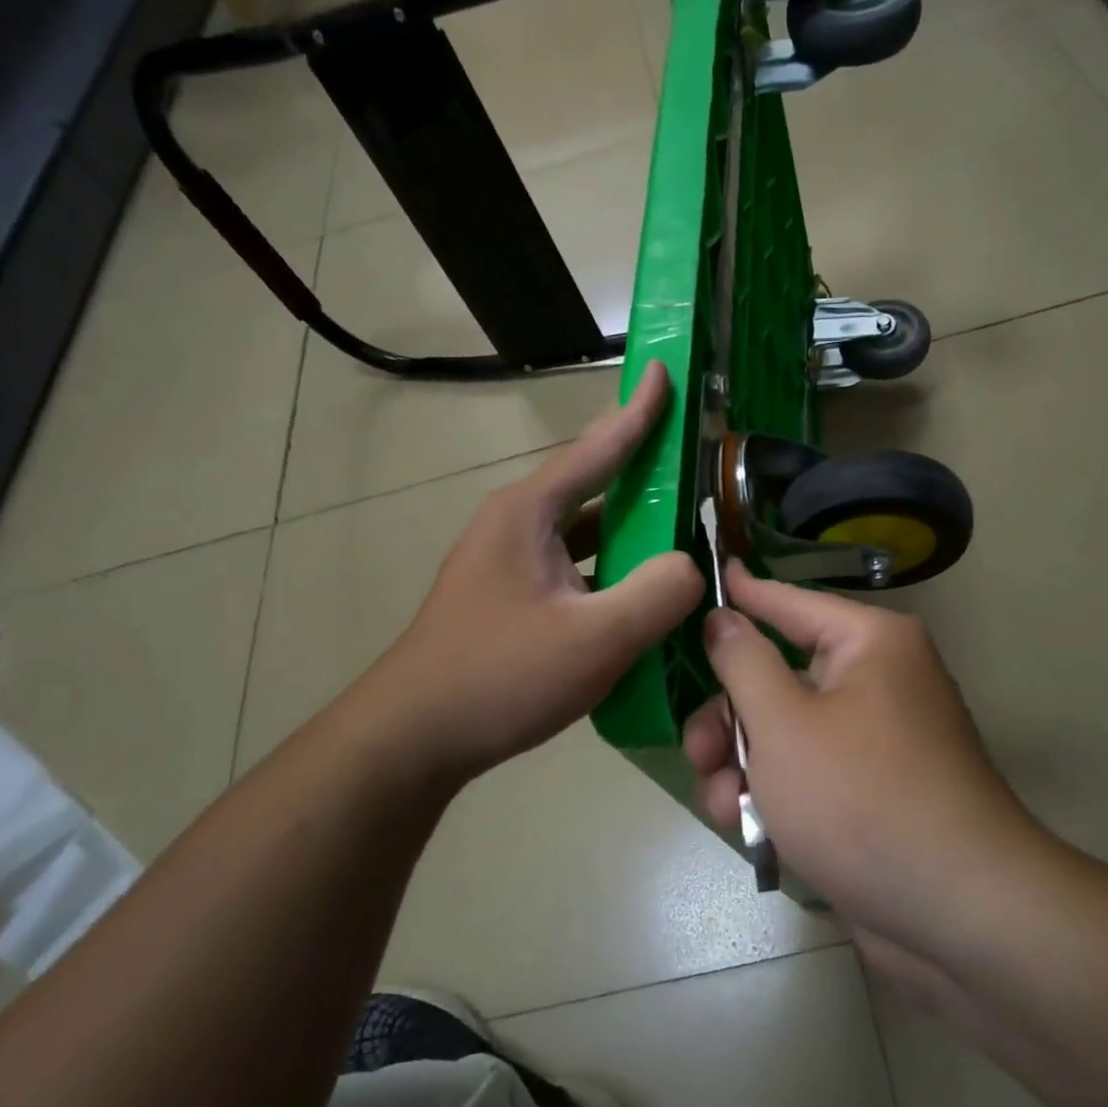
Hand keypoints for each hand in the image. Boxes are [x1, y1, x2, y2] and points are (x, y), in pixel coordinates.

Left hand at [346, 360, 704, 788]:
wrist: (414, 737)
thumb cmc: (500, 676)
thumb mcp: (595, 638)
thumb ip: (658, 593)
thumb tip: (692, 566)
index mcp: (530, 513)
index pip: (598, 447)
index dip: (638, 410)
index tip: (664, 368)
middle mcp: (516, 525)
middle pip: (593, 485)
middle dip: (643, 470)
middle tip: (693, 459)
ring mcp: (510, 563)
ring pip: (585, 532)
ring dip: (630, 528)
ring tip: (681, 527)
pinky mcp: (511, 598)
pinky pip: (575, 567)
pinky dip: (611, 569)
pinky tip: (640, 591)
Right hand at [682, 564, 1043, 955]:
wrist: (957, 918)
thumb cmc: (861, 800)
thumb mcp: (784, 725)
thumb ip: (743, 663)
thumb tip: (724, 617)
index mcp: (869, 643)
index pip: (789, 602)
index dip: (741, 593)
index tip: (706, 572)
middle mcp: (877, 680)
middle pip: (778, 675)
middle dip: (729, 718)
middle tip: (699, 753)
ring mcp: (875, 739)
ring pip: (784, 731)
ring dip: (742, 764)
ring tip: (722, 805)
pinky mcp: (871, 791)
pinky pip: (807, 772)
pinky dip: (774, 794)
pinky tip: (747, 827)